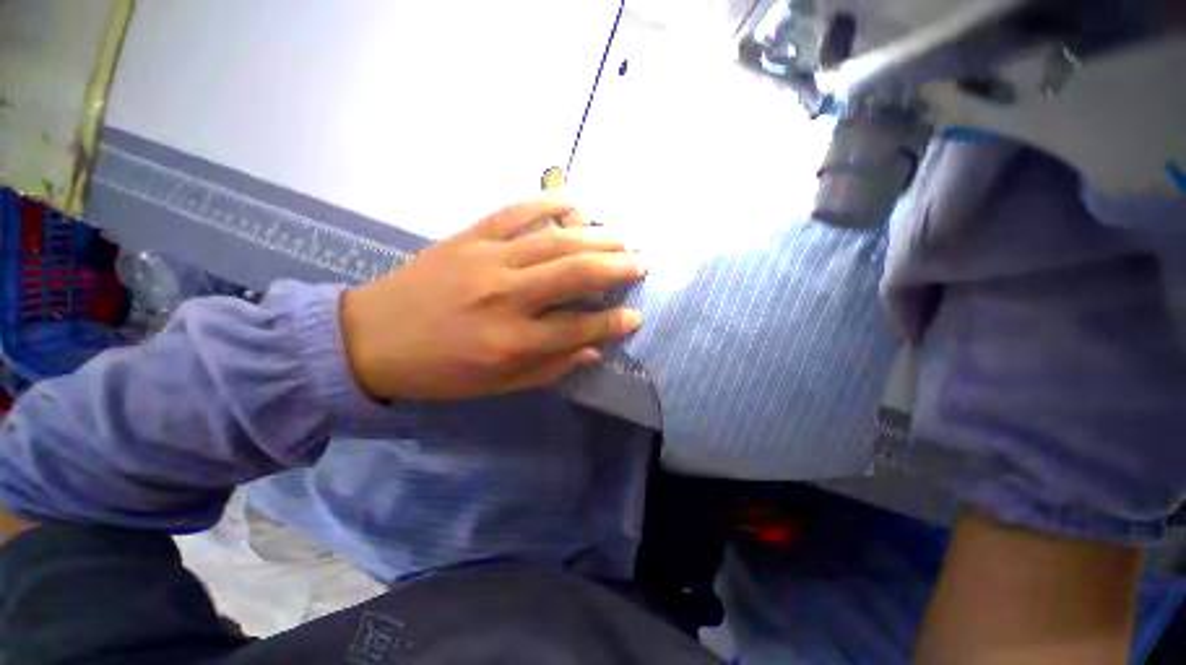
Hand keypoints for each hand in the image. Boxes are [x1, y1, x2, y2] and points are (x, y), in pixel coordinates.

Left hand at [341, 199, 644, 399]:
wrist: (369, 338)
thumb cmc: (439, 371)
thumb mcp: (497, 385)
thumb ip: (550, 367)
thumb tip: (593, 349)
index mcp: (512, 342)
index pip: (579, 328)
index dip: (613, 322)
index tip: (637, 315)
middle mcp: (506, 297)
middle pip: (575, 273)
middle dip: (617, 266)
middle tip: (642, 261)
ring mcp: (487, 260)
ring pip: (555, 240)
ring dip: (596, 236)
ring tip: (623, 236)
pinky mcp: (469, 237)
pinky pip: (516, 211)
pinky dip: (549, 202)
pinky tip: (575, 201)